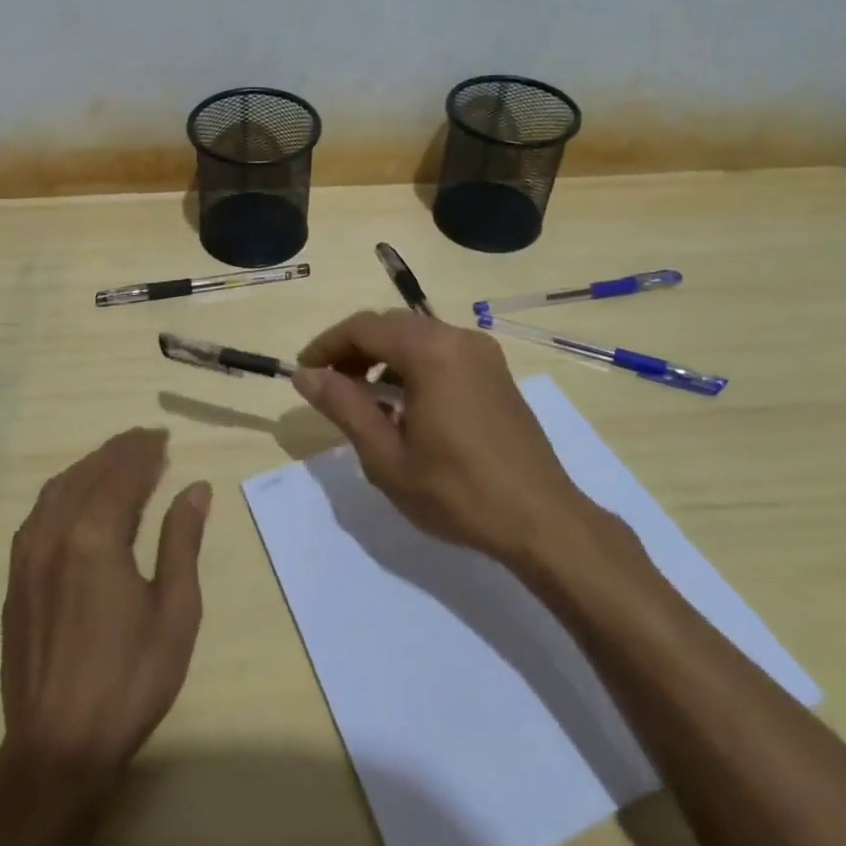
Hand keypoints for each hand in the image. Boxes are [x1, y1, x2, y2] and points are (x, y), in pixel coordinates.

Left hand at [0, 428, 211, 785]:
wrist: (57, 748)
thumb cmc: (129, 680)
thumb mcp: (174, 611)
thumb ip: (182, 542)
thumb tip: (194, 489)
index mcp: (95, 537)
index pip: (122, 475)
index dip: (145, 452)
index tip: (164, 437)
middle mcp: (55, 534)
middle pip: (89, 474)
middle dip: (119, 452)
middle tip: (147, 440)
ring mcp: (28, 557)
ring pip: (58, 490)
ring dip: (89, 467)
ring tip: (116, 461)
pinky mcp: (15, 579)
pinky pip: (38, 514)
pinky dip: (63, 491)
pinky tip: (76, 499)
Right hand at [290, 309, 587, 562]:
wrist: (541, 520)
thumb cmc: (457, 491)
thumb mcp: (387, 455)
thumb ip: (344, 406)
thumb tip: (305, 375)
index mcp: (431, 351)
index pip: (364, 327)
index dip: (327, 345)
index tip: (304, 372)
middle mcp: (459, 338)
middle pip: (392, 326)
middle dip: (354, 350)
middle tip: (330, 386)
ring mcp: (483, 354)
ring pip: (418, 338)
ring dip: (383, 358)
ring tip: (363, 399)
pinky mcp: (496, 373)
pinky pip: (442, 353)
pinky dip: (413, 366)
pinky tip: (404, 405)